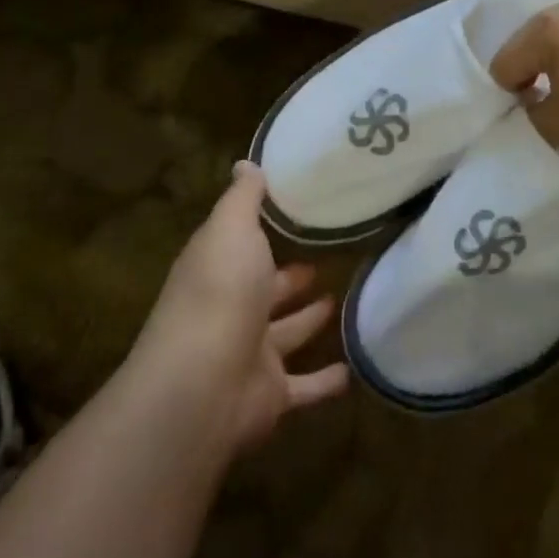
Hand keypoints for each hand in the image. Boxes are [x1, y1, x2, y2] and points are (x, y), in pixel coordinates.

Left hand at [132, 162, 348, 452]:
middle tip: (325, 261)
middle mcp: (232, 310)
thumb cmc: (220, 291)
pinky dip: (326, 380)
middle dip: (291, 278)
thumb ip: (243, 198)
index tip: (299, 214)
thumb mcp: (232, 228)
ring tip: (342, 301)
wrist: (204, 384)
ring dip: (309, 320)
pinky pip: (305, 386)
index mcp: (218, 269)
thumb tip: (246, 163)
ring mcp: (251, 354)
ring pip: (287, 334)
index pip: (242, 245)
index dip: (264, 232)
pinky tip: (354, 369)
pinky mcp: (272, 394)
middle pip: (266, 291)